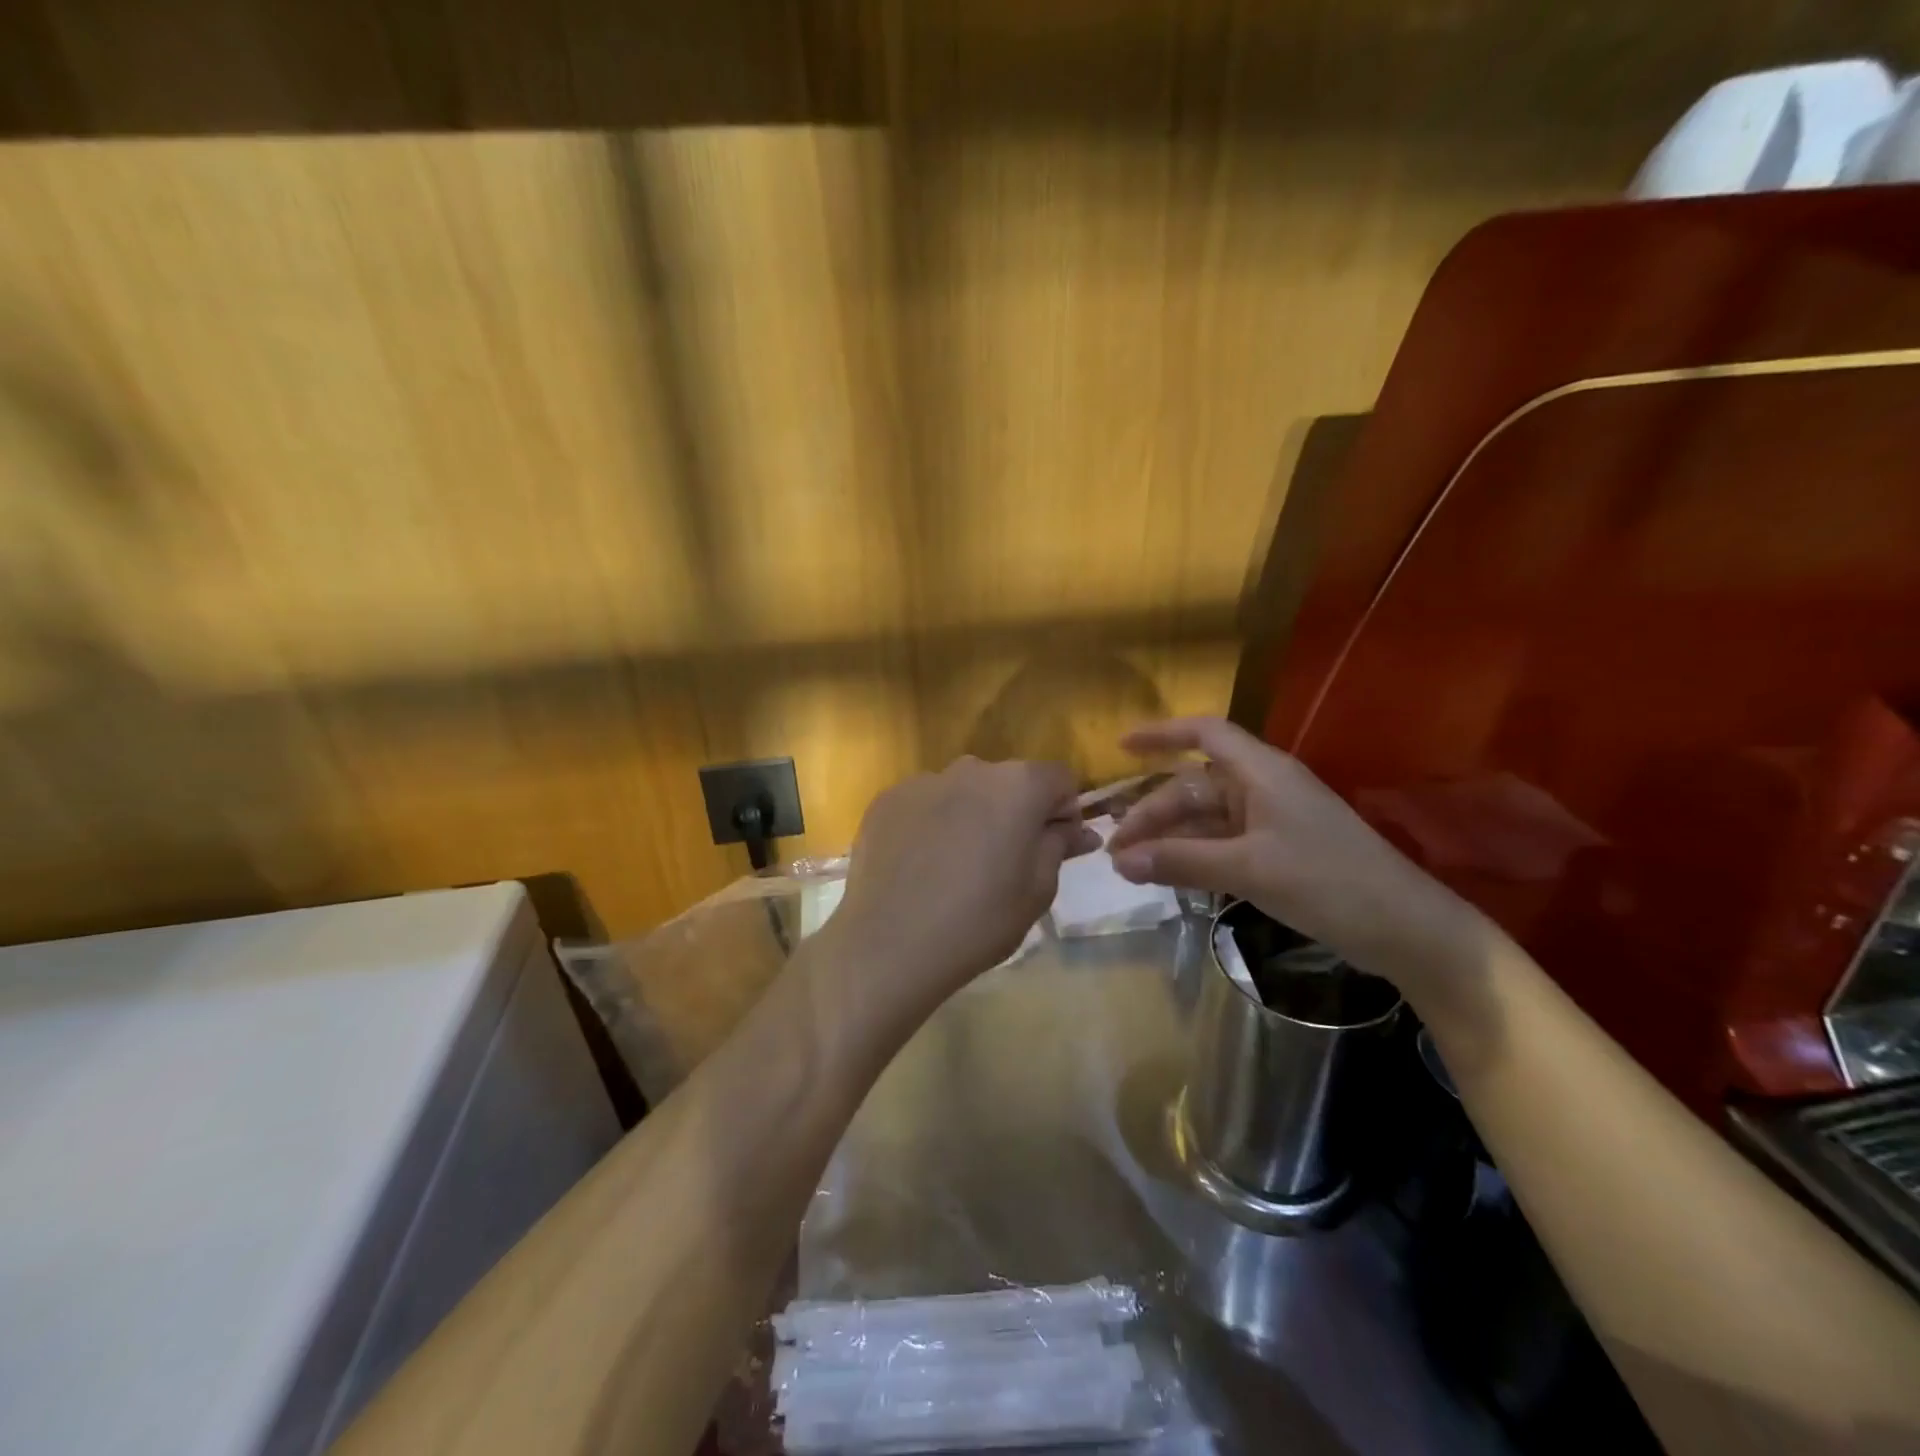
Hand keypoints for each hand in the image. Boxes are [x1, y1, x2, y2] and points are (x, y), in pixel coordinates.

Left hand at [821, 757, 1098, 1017]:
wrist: (890, 944)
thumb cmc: (980, 920)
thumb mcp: (1038, 890)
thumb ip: (1059, 846)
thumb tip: (1078, 829)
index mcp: (1018, 785)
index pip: (1058, 778)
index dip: (1063, 809)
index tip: (1053, 846)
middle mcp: (971, 768)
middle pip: (1008, 781)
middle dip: (1015, 811)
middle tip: (1005, 862)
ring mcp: (923, 781)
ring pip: (963, 791)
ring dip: (971, 815)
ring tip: (956, 866)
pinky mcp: (886, 800)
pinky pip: (924, 804)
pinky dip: (931, 824)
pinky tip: (920, 866)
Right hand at [1107, 717, 1476, 987]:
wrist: (1406, 929)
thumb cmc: (1328, 882)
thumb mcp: (1248, 869)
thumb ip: (1182, 861)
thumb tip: (1119, 861)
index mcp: (1262, 773)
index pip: (1205, 733)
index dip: (1161, 734)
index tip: (1120, 746)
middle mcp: (1263, 788)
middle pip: (1194, 786)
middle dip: (1153, 813)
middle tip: (1115, 850)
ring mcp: (1271, 822)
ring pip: (1205, 819)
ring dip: (1168, 839)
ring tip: (1130, 868)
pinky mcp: (1277, 852)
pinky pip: (1222, 844)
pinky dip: (1193, 857)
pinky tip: (1167, 877)